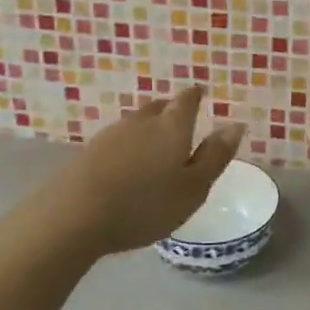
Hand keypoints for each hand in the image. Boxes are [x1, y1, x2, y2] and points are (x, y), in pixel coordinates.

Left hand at [21, 88, 244, 258]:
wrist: (74, 215)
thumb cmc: (145, 205)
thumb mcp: (193, 188)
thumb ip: (215, 156)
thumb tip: (235, 124)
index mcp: (172, 126)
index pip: (187, 99)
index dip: (195, 95)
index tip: (201, 94)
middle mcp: (142, 121)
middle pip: (160, 106)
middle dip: (172, 110)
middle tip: (181, 121)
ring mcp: (111, 134)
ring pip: (137, 122)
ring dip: (148, 128)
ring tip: (155, 145)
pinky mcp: (89, 151)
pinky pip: (118, 139)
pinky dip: (128, 145)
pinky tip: (127, 164)